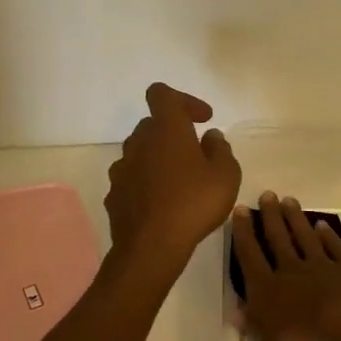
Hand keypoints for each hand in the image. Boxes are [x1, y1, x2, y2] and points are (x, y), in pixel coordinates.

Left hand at [104, 84, 242, 269]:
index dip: (183, 100)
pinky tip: (161, 204)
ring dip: (158, 159)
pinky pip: (132, 179)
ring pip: (140, 152)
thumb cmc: (193, 203)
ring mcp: (122, 168)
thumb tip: (211, 137)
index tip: (202, 120)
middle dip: (173, 133)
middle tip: (196, 154)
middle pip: (152, 124)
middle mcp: (139, 142)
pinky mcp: (114, 194)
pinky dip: (146, 183)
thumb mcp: (225, 175)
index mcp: (166, 129)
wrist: (151, 247)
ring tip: (179, 182)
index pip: (162, 94)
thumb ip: (221, 150)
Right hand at [231, 192, 340, 340]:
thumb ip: (253, 324)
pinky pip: (335, 249)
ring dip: (296, 220)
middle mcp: (292, 270)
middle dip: (270, 217)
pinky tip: (323, 226)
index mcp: (267, 288)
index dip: (243, 233)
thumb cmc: (307, 338)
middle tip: (267, 194)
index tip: (240, 210)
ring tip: (289, 201)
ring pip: (305, 238)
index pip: (250, 256)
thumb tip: (235, 312)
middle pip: (278, 239)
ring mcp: (322, 267)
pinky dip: (329, 237)